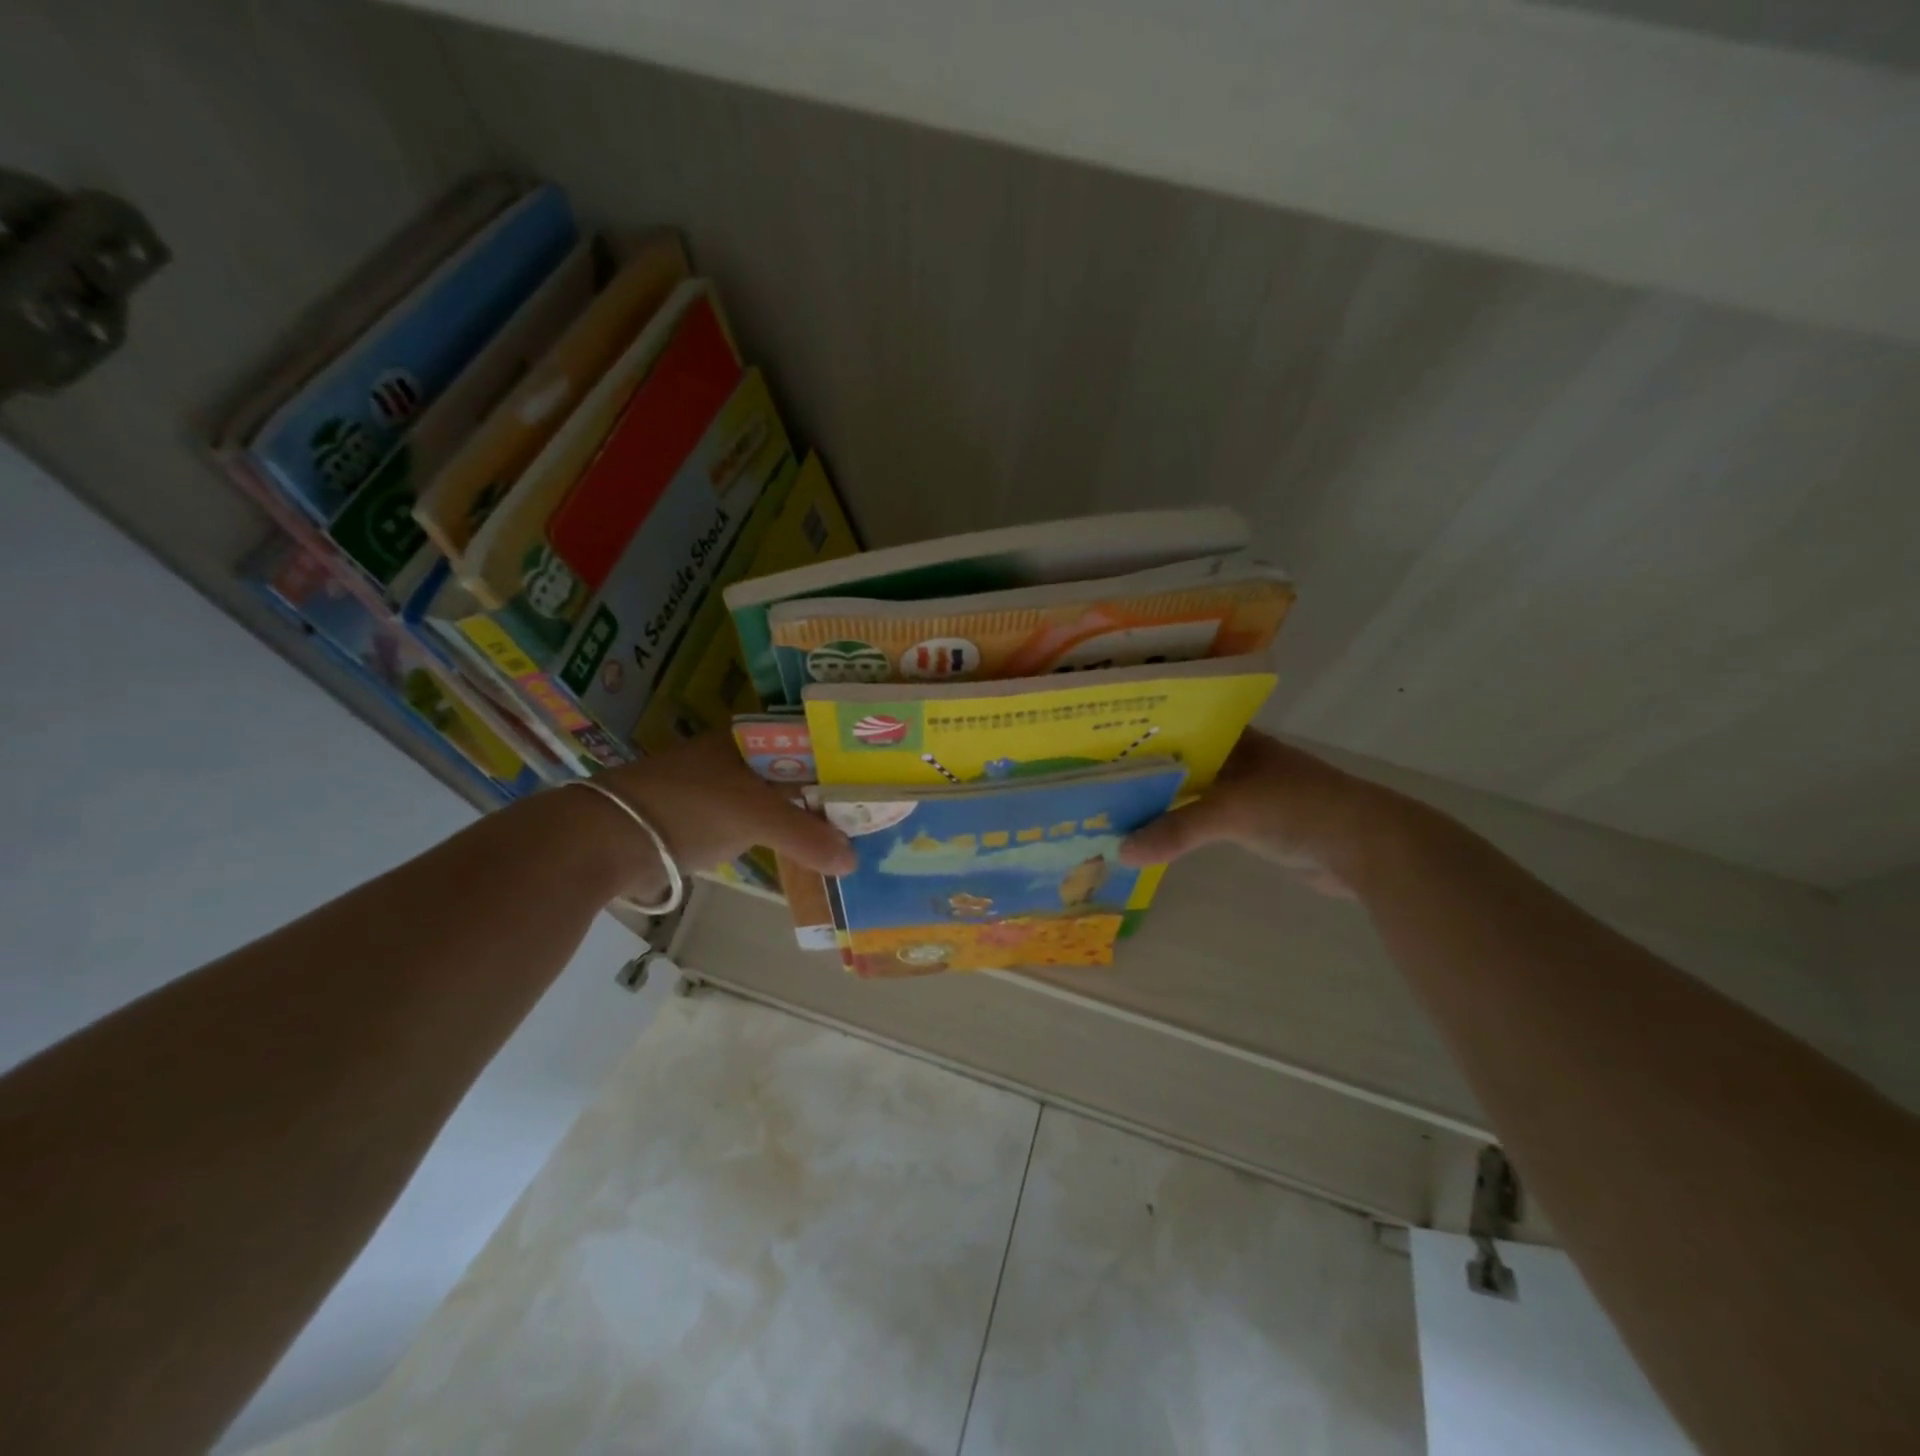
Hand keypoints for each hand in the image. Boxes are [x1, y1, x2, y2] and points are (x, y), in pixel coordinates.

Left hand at [589, 732, 854, 892]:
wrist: (609, 839)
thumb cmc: (689, 807)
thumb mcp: (755, 816)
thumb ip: (808, 837)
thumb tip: (853, 862)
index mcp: (750, 737)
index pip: (812, 738)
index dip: (845, 757)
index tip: (880, 777)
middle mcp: (739, 756)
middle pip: (798, 771)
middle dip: (830, 792)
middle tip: (873, 811)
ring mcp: (722, 788)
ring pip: (779, 800)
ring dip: (808, 817)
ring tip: (851, 833)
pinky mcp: (708, 819)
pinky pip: (760, 824)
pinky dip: (783, 836)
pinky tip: (808, 850)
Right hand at [1118, 730, 1384, 897]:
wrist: (1366, 849)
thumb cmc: (1299, 808)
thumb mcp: (1232, 812)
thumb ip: (1176, 829)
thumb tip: (1120, 851)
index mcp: (1235, 739)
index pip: (1178, 726)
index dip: (1141, 732)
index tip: (1099, 743)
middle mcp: (1237, 759)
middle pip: (1180, 762)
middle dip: (1143, 772)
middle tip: (1094, 781)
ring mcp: (1245, 792)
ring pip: (1191, 793)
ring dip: (1160, 803)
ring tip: (1111, 808)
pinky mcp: (1252, 825)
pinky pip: (1203, 822)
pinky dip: (1179, 828)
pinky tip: (1149, 835)